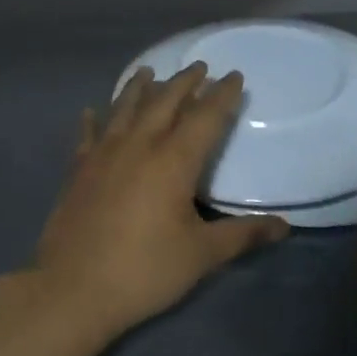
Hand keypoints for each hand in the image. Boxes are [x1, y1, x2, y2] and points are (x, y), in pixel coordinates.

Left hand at [32, 64, 290, 342]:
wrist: (72, 289)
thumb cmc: (144, 270)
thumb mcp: (201, 255)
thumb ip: (242, 235)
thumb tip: (284, 226)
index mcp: (173, 161)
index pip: (205, 117)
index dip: (223, 95)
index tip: (234, 76)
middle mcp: (138, 145)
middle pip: (165, 102)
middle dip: (185, 82)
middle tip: (199, 66)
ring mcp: (103, 154)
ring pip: (124, 108)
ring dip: (139, 87)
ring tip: (149, 71)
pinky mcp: (78, 170)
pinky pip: (87, 135)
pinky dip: (92, 120)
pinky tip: (90, 110)